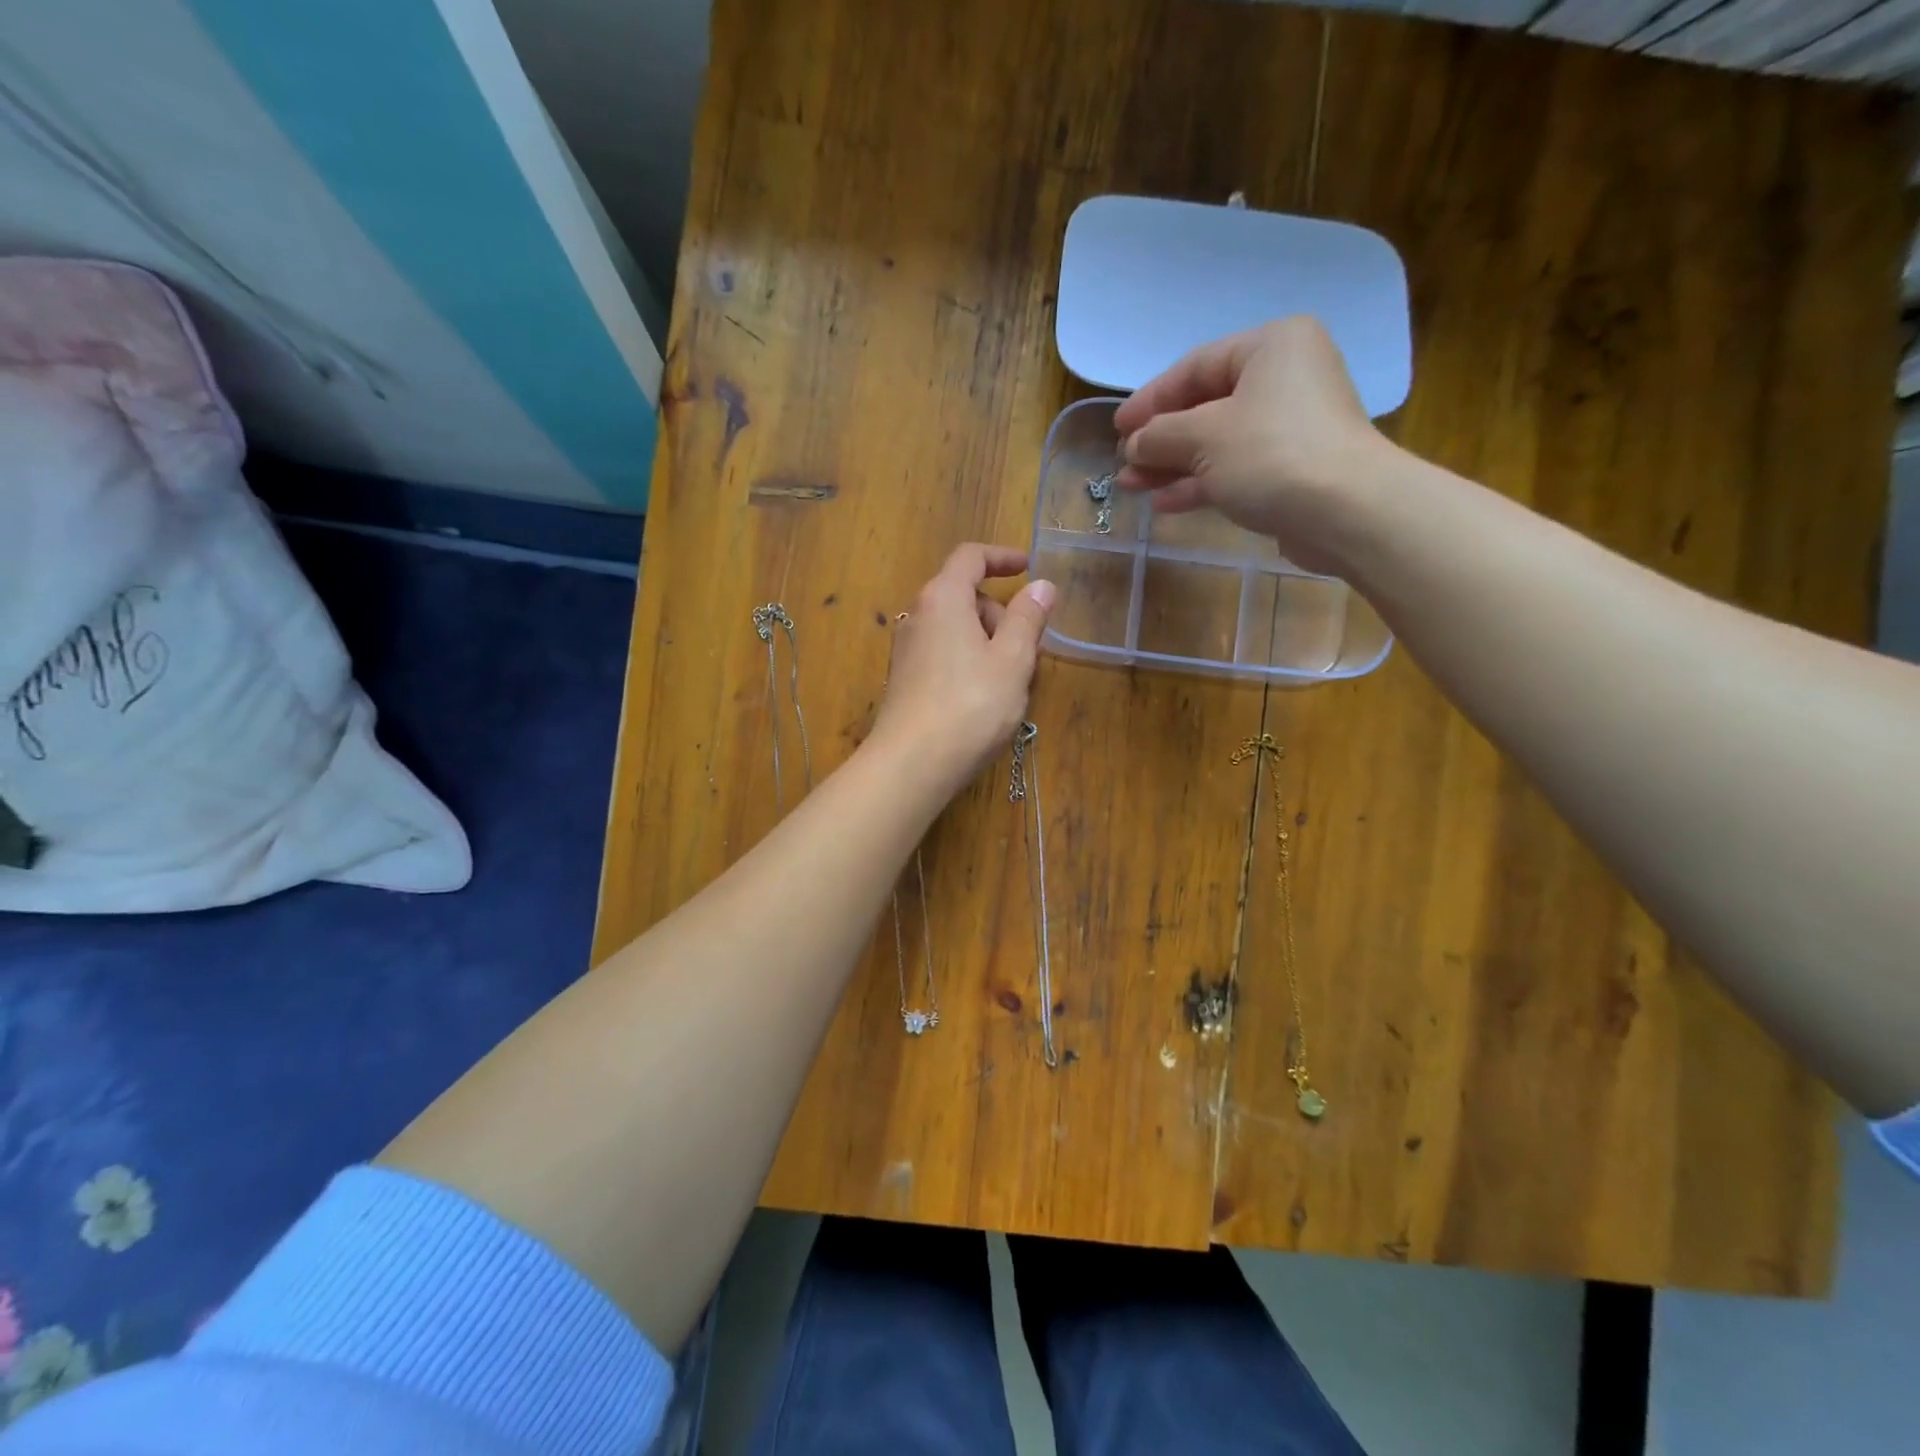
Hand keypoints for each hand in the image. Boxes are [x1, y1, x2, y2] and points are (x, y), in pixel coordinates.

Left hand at [872, 544, 1055, 788]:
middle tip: (1029, 651)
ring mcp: (907, 650)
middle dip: (1001, 614)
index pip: (971, 558)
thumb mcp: (1013, 660)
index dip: (1002, 557)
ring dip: (988, 643)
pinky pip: (944, 654)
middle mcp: (918, 616)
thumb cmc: (970, 706)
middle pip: (965, 596)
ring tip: (1012, 683)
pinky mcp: (904, 680)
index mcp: (943, 598)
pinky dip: (969, 662)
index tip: (1029, 568)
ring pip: (956, 629)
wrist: (911, 765)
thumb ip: (1028, 618)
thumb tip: (1041, 585)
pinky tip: (984, 701)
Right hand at [1113, 316, 1394, 572]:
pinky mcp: (1293, 469)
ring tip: (1132, 487)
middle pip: (1206, 406)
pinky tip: (1165, 503)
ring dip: (1173, 466)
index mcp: (1271, 347)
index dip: (1150, 399)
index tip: (1117, 429)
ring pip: (1217, 442)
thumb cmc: (1270, 454)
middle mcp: (1285, 378)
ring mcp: (1291, 427)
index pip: (1195, 367)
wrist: (1345, 512)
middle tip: (1124, 461)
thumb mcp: (1203, 437)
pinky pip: (1235, 469)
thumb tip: (1134, 445)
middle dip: (1160, 439)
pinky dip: (1201, 483)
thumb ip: (1160, 435)